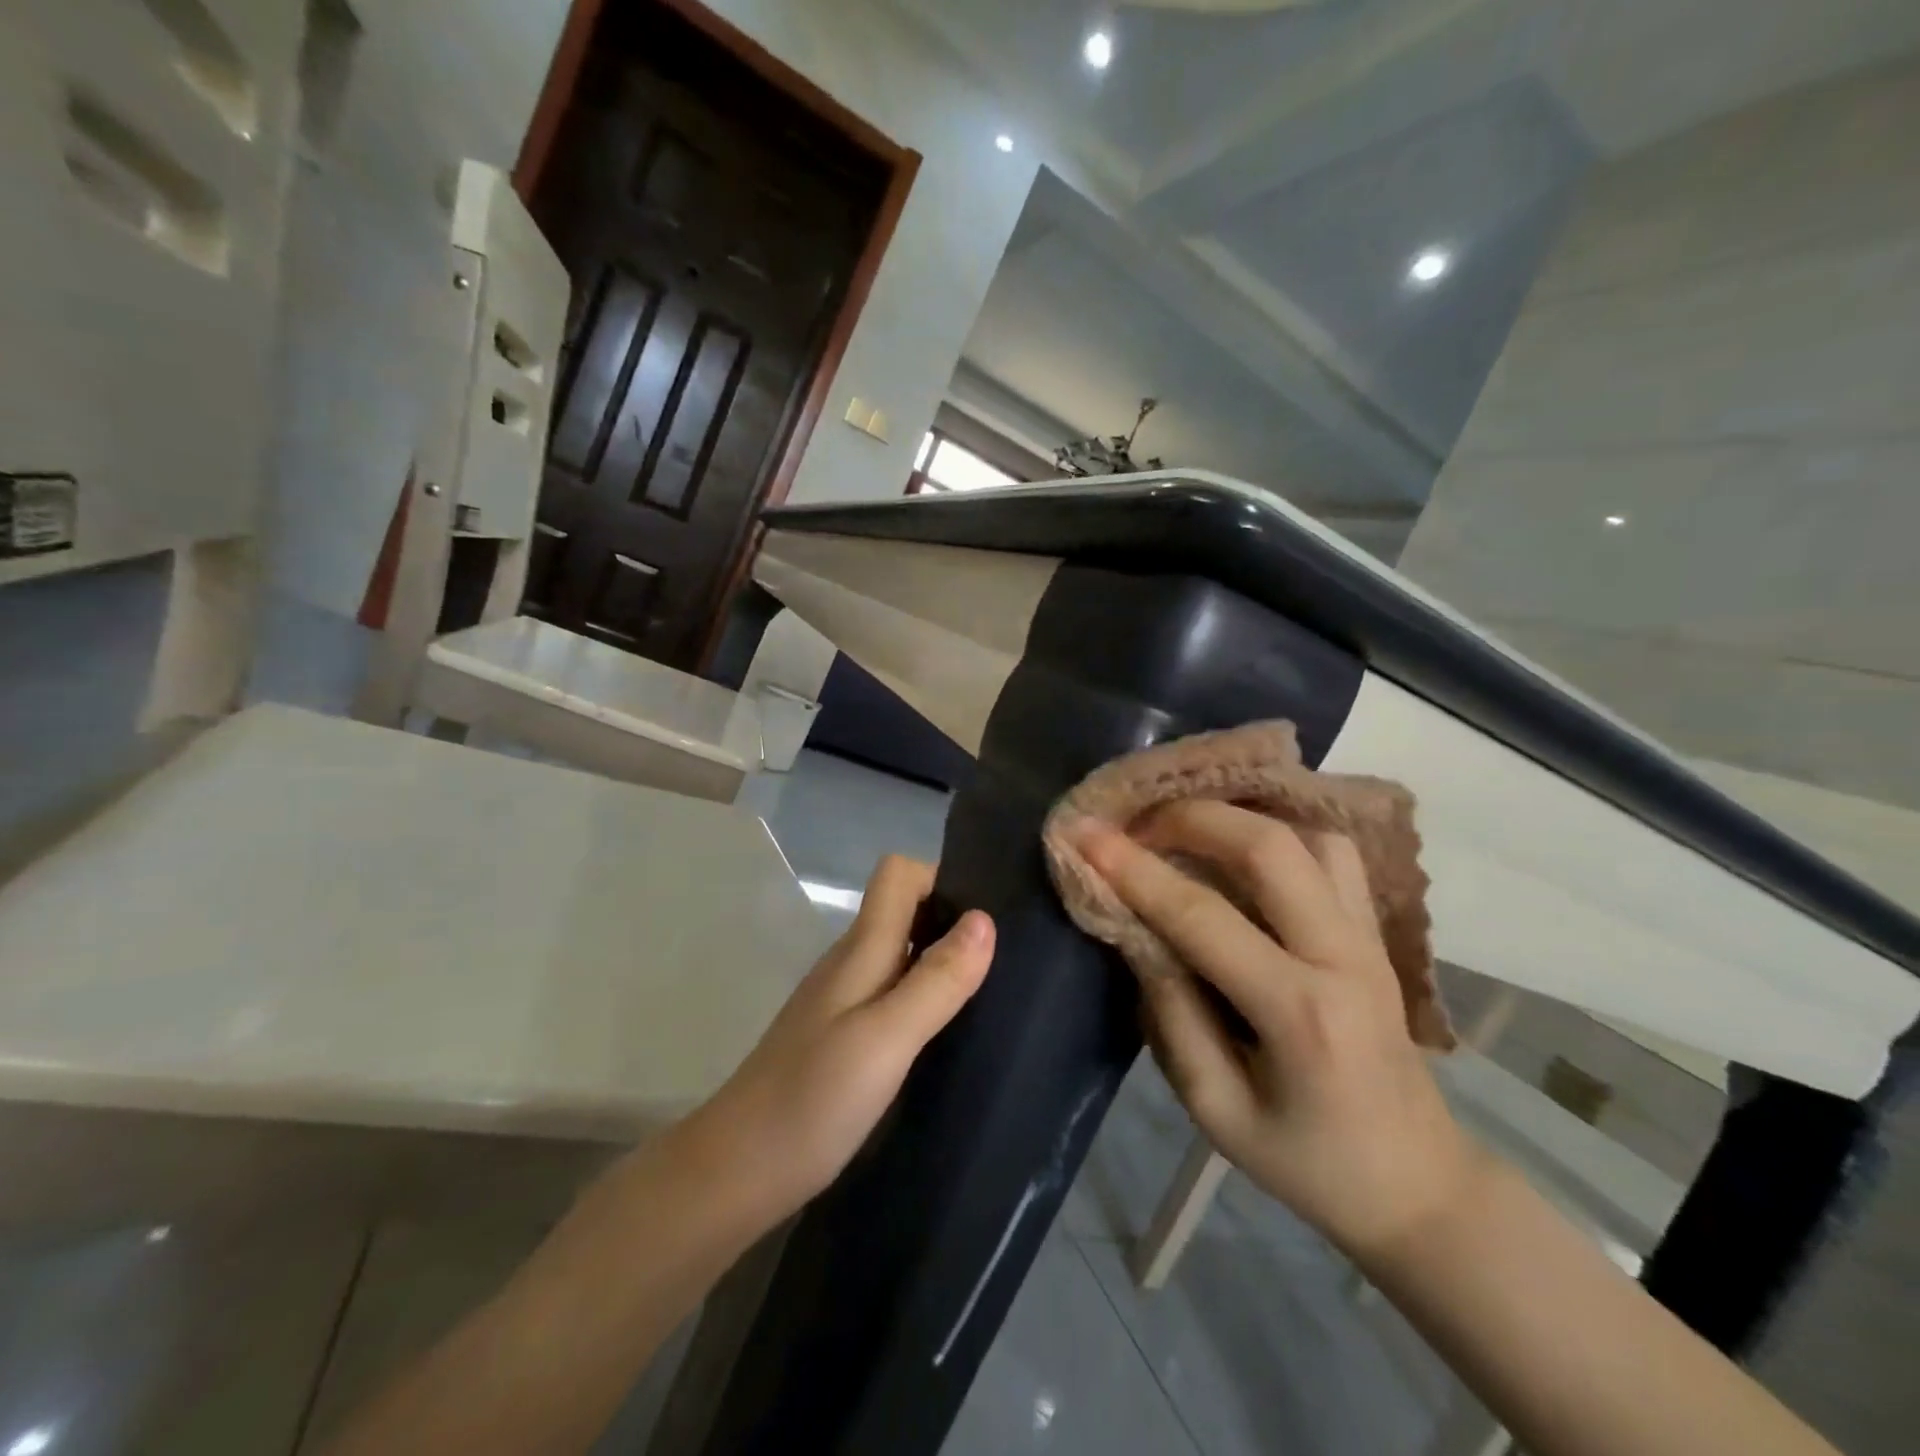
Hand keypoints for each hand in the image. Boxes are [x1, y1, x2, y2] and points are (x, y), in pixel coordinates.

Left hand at [676, 855, 993, 1224]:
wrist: (735, 1174)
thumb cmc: (812, 1100)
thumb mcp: (886, 1039)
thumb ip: (936, 981)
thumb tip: (985, 919)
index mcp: (860, 949)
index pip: (898, 874)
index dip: (941, 879)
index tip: (986, 915)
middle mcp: (851, 963)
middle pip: (904, 910)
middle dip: (952, 922)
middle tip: (1002, 962)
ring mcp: (842, 1001)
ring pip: (900, 954)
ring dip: (941, 963)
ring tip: (988, 998)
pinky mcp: (841, 1037)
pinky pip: (892, 995)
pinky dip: (923, 1000)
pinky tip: (946, 1037)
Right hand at [1072, 803, 1480, 1261]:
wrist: (1417, 1182)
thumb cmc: (1306, 1161)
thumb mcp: (1215, 1108)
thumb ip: (1169, 1013)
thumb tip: (1134, 929)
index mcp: (1299, 1013)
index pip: (1201, 916)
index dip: (1134, 870)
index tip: (1083, 834)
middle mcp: (1342, 956)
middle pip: (1268, 846)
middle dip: (1189, 818)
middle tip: (1134, 824)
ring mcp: (1369, 936)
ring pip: (1308, 834)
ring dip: (1237, 817)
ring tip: (1183, 828)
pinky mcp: (1376, 930)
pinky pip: (1330, 852)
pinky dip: (1278, 830)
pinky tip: (1238, 844)